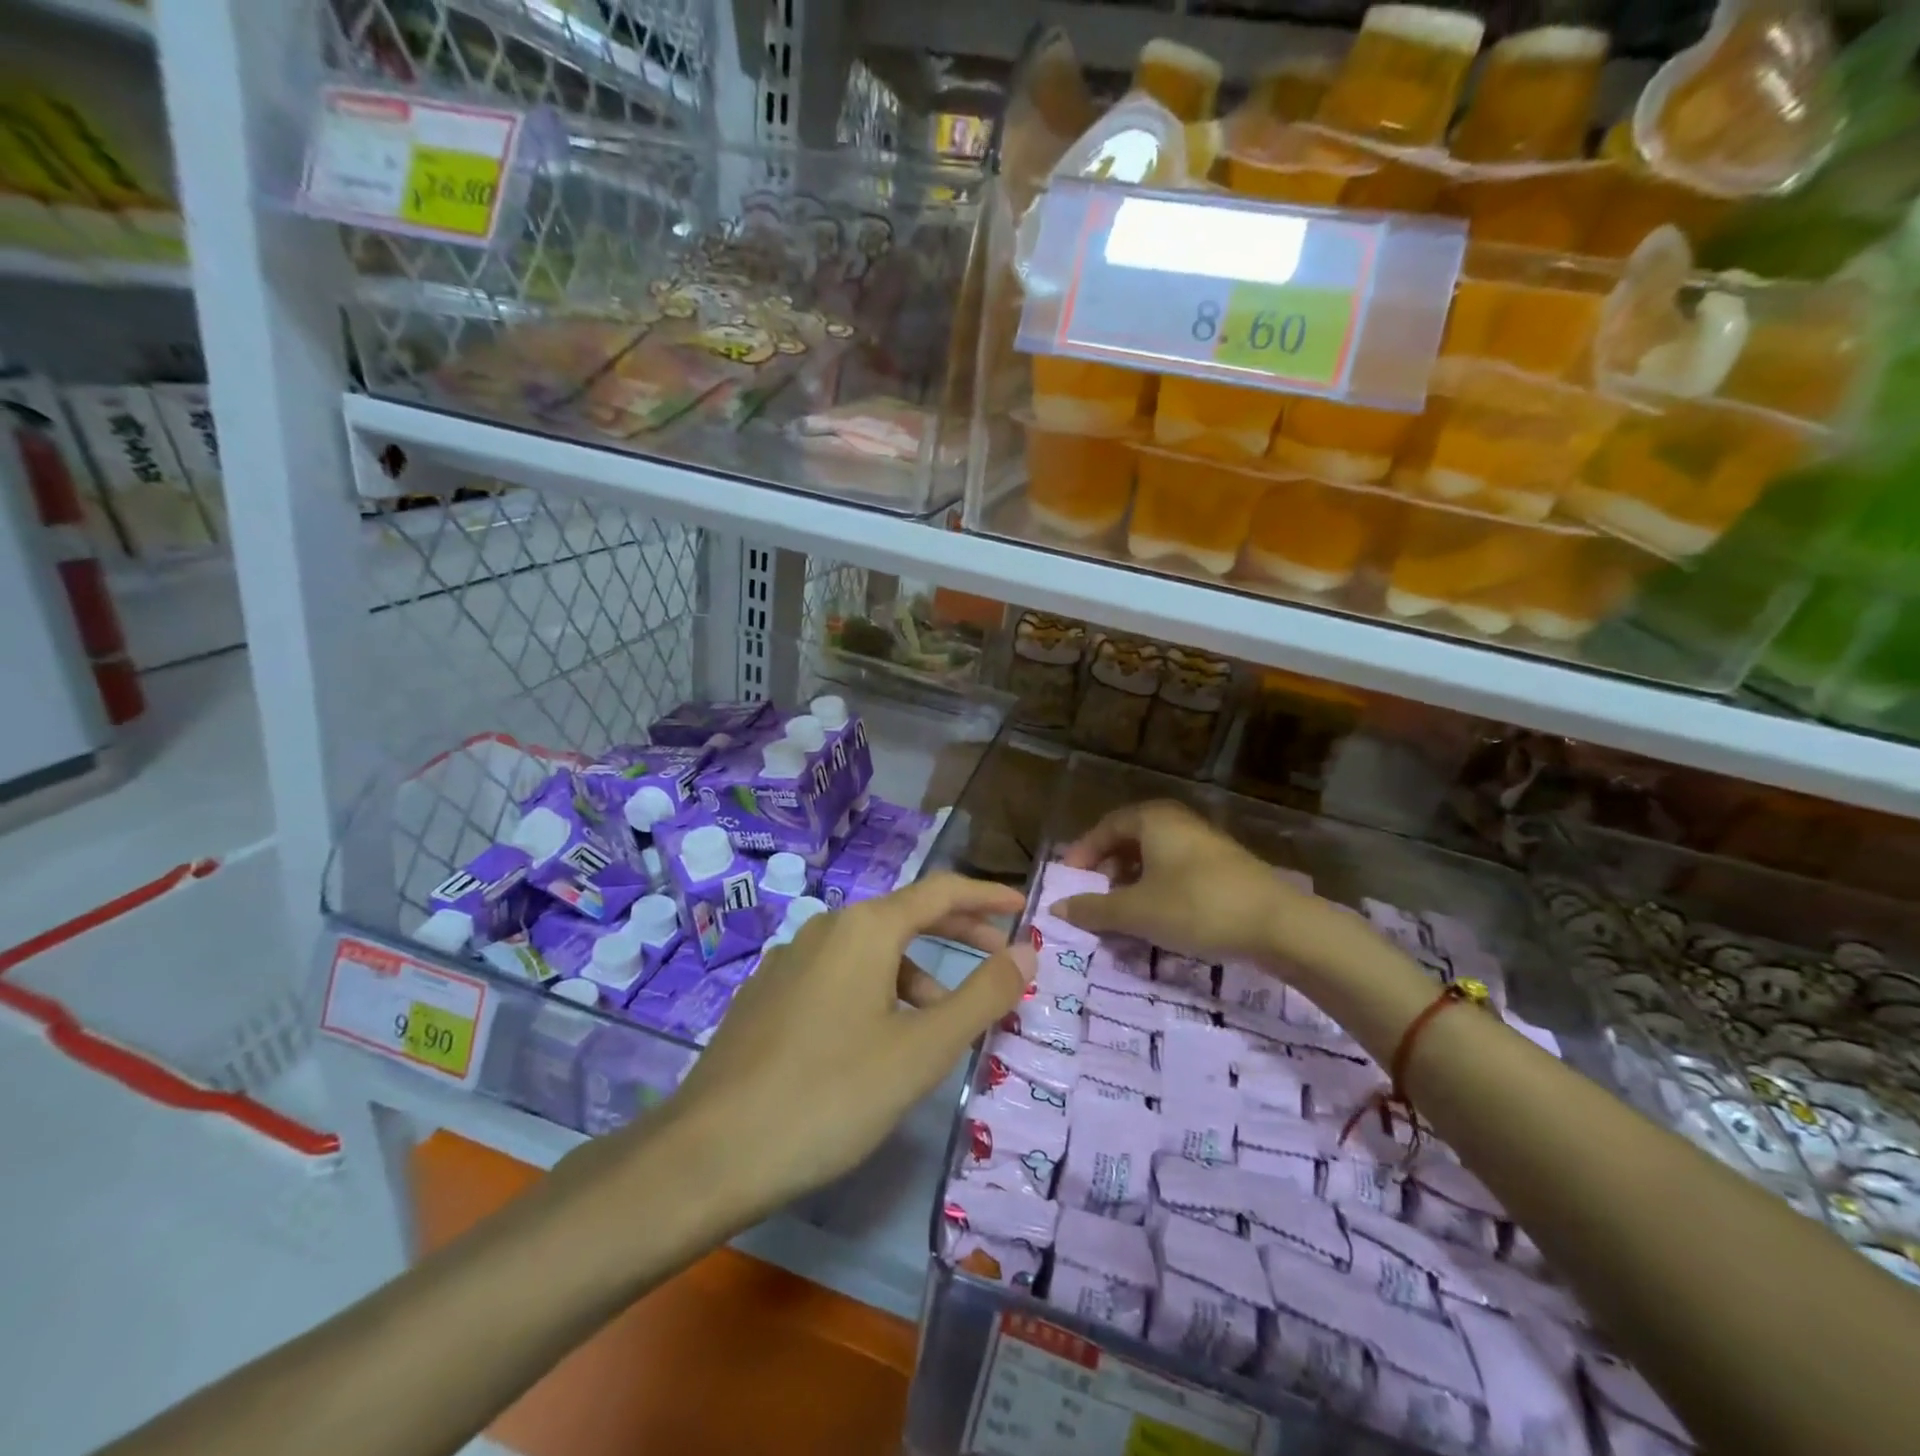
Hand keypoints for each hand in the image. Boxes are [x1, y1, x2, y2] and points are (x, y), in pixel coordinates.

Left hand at [654, 873, 1033, 1224]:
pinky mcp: (768, 994)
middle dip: (957, 932)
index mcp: (865, 928)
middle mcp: (826, 929)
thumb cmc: (830, 1095)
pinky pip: (839, 975)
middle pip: (906, 916)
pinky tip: (876, 1039)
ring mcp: (790, 960)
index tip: (1022, 907)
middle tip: (1000, 955)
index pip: (941, 892)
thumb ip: (982, 996)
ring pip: (870, 951)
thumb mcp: (922, 1050)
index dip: (986, 896)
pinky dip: (876, 990)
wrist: (709, 1152)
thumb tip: (1026, 951)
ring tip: (940, 1023)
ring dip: (917, 973)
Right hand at [1054, 800, 1365, 978]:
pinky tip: (1157, 917)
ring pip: (1154, 857)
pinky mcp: (1223, 867)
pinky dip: (1157, 888)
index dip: (1082, 854)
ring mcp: (1204, 842)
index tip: (1068, 882)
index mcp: (1153, 820)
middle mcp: (1177, 822)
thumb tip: (1057, 909)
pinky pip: (1176, 870)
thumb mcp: (1137, 912)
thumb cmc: (1196, 907)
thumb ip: (1093, 909)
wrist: (1279, 925)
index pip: (1105, 828)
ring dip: (1131, 882)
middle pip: (1129, 839)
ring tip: (1121, 912)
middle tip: (1093, 897)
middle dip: (1106, 869)